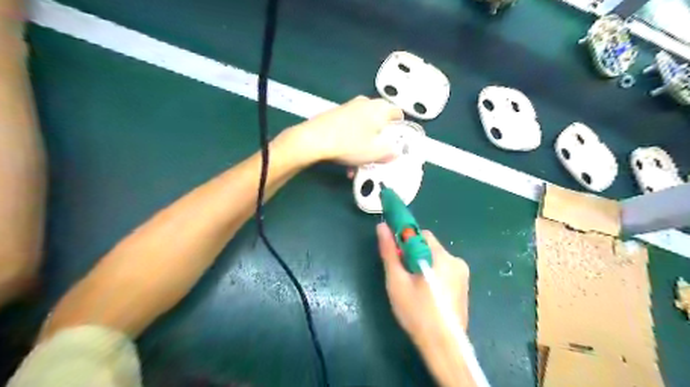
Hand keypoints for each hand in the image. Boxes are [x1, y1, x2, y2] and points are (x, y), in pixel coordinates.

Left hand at [286, 96, 404, 165]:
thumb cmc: (350, 144)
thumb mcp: (376, 153)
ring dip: (363, 146)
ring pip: (363, 129)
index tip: (396, 142)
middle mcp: (366, 103)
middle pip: (379, 123)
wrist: (314, 139)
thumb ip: (390, 152)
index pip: (398, 114)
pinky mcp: (336, 114)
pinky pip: (350, 129)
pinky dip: (351, 143)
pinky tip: (345, 159)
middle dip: (378, 142)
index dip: (400, 129)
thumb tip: (394, 152)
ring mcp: (349, 107)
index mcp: (380, 108)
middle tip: (376, 156)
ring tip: (357, 165)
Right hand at [377, 224, 468, 347]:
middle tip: (402, 275)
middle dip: (413, 255)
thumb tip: (382, 227)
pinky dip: (432, 274)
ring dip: (422, 265)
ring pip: (435, 259)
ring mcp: (462, 275)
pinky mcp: (463, 287)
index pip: (421, 234)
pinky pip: (443, 271)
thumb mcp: (397, 281)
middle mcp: (456, 261)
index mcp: (442, 257)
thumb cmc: (417, 313)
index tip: (395, 255)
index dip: (405, 240)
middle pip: (428, 247)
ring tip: (412, 287)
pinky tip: (425, 294)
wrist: (443, 347)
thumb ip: (389, 252)